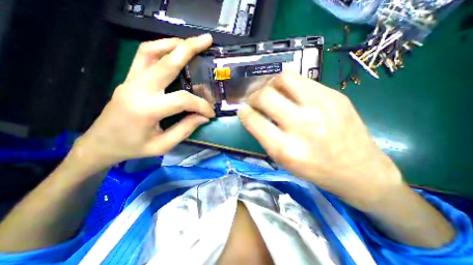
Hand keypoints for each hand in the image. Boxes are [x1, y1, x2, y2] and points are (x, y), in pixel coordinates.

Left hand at [73, 34, 214, 168]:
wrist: (100, 144)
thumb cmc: (133, 148)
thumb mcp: (163, 145)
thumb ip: (185, 129)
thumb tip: (203, 117)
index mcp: (147, 109)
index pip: (183, 100)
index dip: (201, 106)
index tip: (210, 113)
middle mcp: (137, 89)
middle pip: (166, 62)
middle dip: (189, 49)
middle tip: (207, 41)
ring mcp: (130, 80)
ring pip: (151, 51)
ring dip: (173, 44)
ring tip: (191, 43)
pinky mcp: (129, 79)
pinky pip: (144, 56)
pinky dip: (160, 49)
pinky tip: (173, 51)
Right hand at [240, 71, 401, 208]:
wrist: (360, 170)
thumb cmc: (316, 170)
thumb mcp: (283, 160)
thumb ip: (265, 135)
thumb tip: (252, 113)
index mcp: (286, 149)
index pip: (253, 120)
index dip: (243, 112)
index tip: (243, 110)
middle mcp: (302, 125)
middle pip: (265, 95)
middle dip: (253, 95)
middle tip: (255, 100)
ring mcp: (321, 106)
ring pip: (283, 78)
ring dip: (270, 84)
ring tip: (271, 92)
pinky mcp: (335, 95)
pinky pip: (302, 79)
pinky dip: (288, 84)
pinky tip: (289, 93)